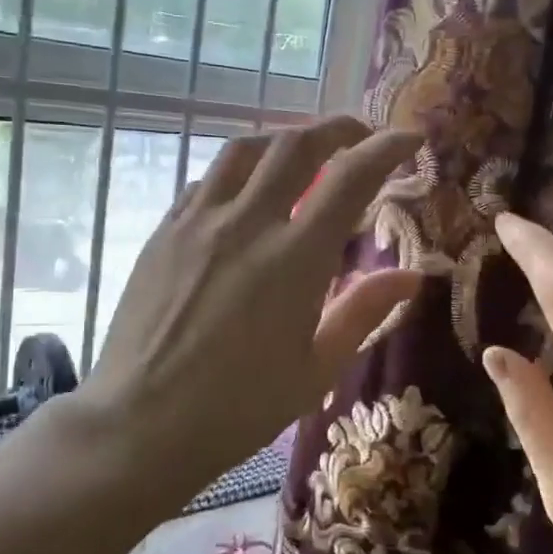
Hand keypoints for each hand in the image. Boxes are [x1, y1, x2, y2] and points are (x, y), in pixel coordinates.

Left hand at [79, 116, 422, 490]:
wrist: (141, 424)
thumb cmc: (239, 408)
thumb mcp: (316, 368)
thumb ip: (363, 311)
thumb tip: (411, 275)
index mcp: (294, 259)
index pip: (349, 177)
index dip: (385, 148)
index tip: (407, 138)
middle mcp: (246, 224)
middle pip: (296, 145)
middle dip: (337, 129)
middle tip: (359, 135)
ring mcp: (197, 223)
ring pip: (245, 150)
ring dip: (284, 139)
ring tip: (304, 151)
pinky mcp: (163, 232)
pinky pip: (207, 180)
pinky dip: (240, 169)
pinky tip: (247, 190)